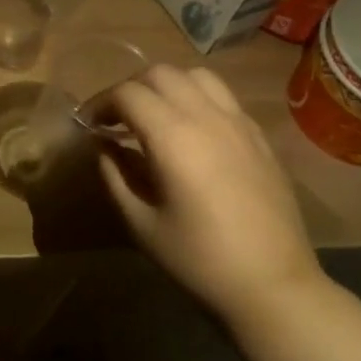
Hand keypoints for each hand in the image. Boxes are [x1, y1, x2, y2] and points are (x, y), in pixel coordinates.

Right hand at [99, 65, 325, 325]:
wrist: (273, 286)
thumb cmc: (197, 259)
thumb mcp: (140, 221)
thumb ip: (114, 175)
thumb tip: (102, 146)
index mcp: (173, 137)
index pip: (127, 94)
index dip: (100, 103)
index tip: (87, 125)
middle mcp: (208, 117)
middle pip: (161, 74)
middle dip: (130, 89)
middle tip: (116, 120)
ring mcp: (239, 124)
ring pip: (197, 76)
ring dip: (167, 87)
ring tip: (154, 117)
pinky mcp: (260, 138)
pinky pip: (223, 98)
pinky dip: (197, 100)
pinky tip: (190, 134)